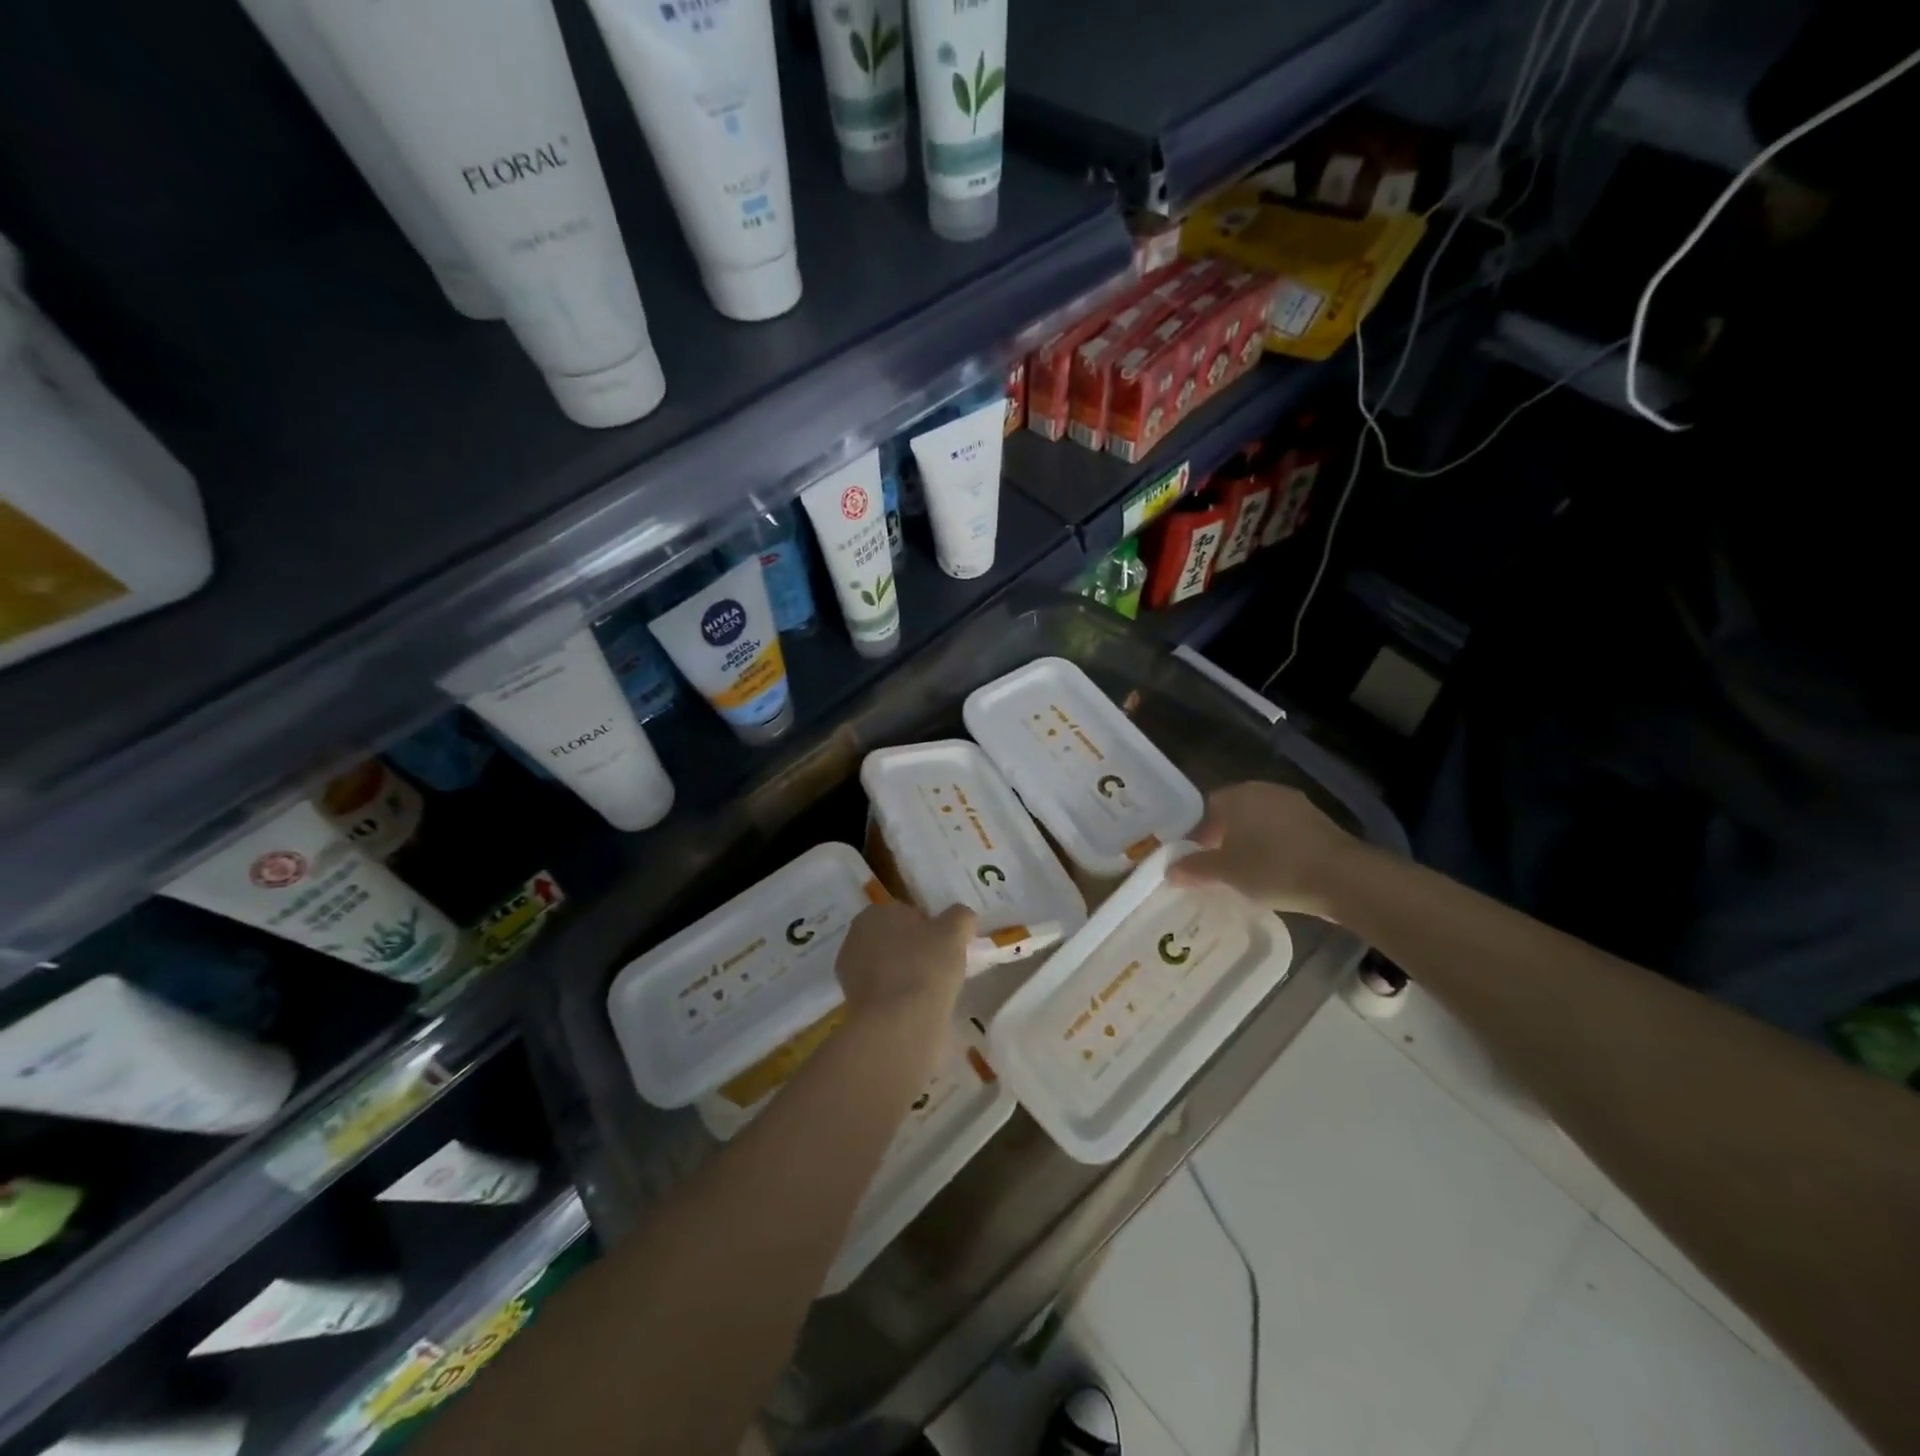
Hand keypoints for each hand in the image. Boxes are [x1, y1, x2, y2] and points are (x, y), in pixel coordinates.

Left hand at [834, 900, 974, 1020]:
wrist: (898, 1025)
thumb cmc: (925, 967)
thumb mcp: (955, 932)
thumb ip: (961, 917)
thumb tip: (962, 918)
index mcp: (874, 913)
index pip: (908, 913)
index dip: (931, 927)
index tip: (947, 945)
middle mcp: (855, 938)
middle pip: (896, 939)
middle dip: (916, 950)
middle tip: (942, 967)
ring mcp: (851, 973)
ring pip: (889, 967)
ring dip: (908, 975)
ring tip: (933, 991)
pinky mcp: (854, 1005)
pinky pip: (885, 992)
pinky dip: (900, 998)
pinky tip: (918, 1008)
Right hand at [1166, 782, 1365, 919]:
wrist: (1343, 878)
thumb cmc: (1274, 867)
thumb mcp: (1226, 872)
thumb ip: (1195, 868)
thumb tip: (1170, 870)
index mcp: (1238, 795)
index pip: (1205, 808)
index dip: (1196, 834)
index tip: (1195, 860)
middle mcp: (1265, 791)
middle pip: (1233, 813)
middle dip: (1222, 839)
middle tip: (1218, 868)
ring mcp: (1295, 804)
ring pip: (1260, 822)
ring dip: (1250, 843)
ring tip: (1246, 873)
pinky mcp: (1318, 823)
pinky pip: (1284, 832)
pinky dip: (1274, 848)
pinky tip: (1275, 872)